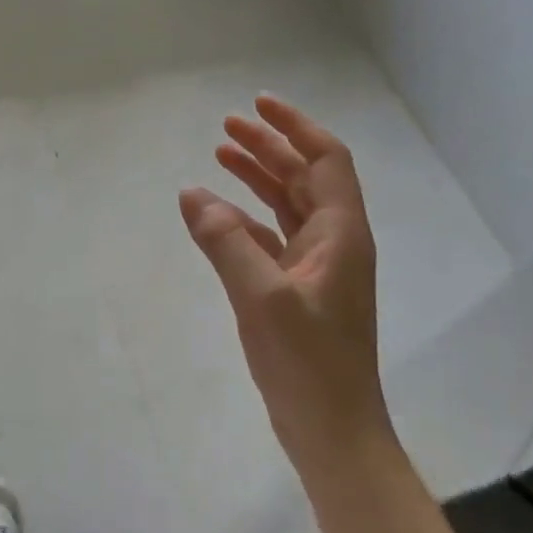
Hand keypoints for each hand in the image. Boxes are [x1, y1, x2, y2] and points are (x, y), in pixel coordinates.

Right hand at [179, 94, 392, 487]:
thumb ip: (225, 240)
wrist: (332, 429)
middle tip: (226, 126)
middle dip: (269, 146)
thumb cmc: (306, 361)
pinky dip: (247, 218)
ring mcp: (318, 267)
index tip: (258, 104)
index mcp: (340, 234)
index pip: (325, 160)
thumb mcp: (261, 296)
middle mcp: (335, 242)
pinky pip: (273, 237)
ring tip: (220, 154)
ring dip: (259, 177)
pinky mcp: (300, 290)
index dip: (294, 126)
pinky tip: (218, 215)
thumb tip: (191, 193)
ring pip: (288, 205)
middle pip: (304, 177)